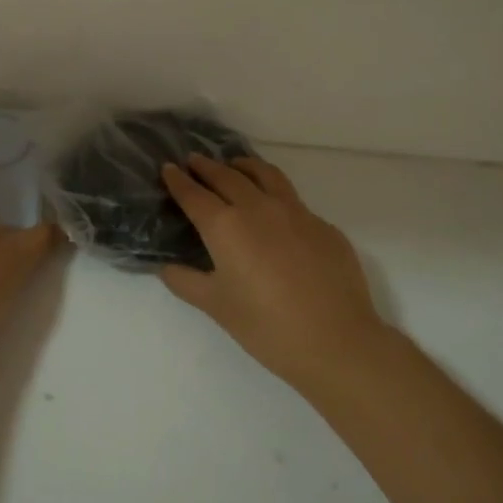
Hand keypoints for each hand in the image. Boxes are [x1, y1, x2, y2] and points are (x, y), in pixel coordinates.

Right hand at [160, 155, 388, 391]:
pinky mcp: (324, 226)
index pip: (195, 195)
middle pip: (228, 177)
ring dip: (245, 166)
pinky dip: (276, 195)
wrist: (337, 342)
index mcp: (226, 226)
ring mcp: (296, 213)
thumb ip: (185, 281)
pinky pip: (294, 201)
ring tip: (236, 166)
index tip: (168, 168)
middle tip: (195, 161)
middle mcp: (259, 208)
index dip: (178, 180)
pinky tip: (276, 213)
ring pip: (266, 175)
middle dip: (208, 167)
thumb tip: (166, 267)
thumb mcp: (216, 306)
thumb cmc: (266, 326)